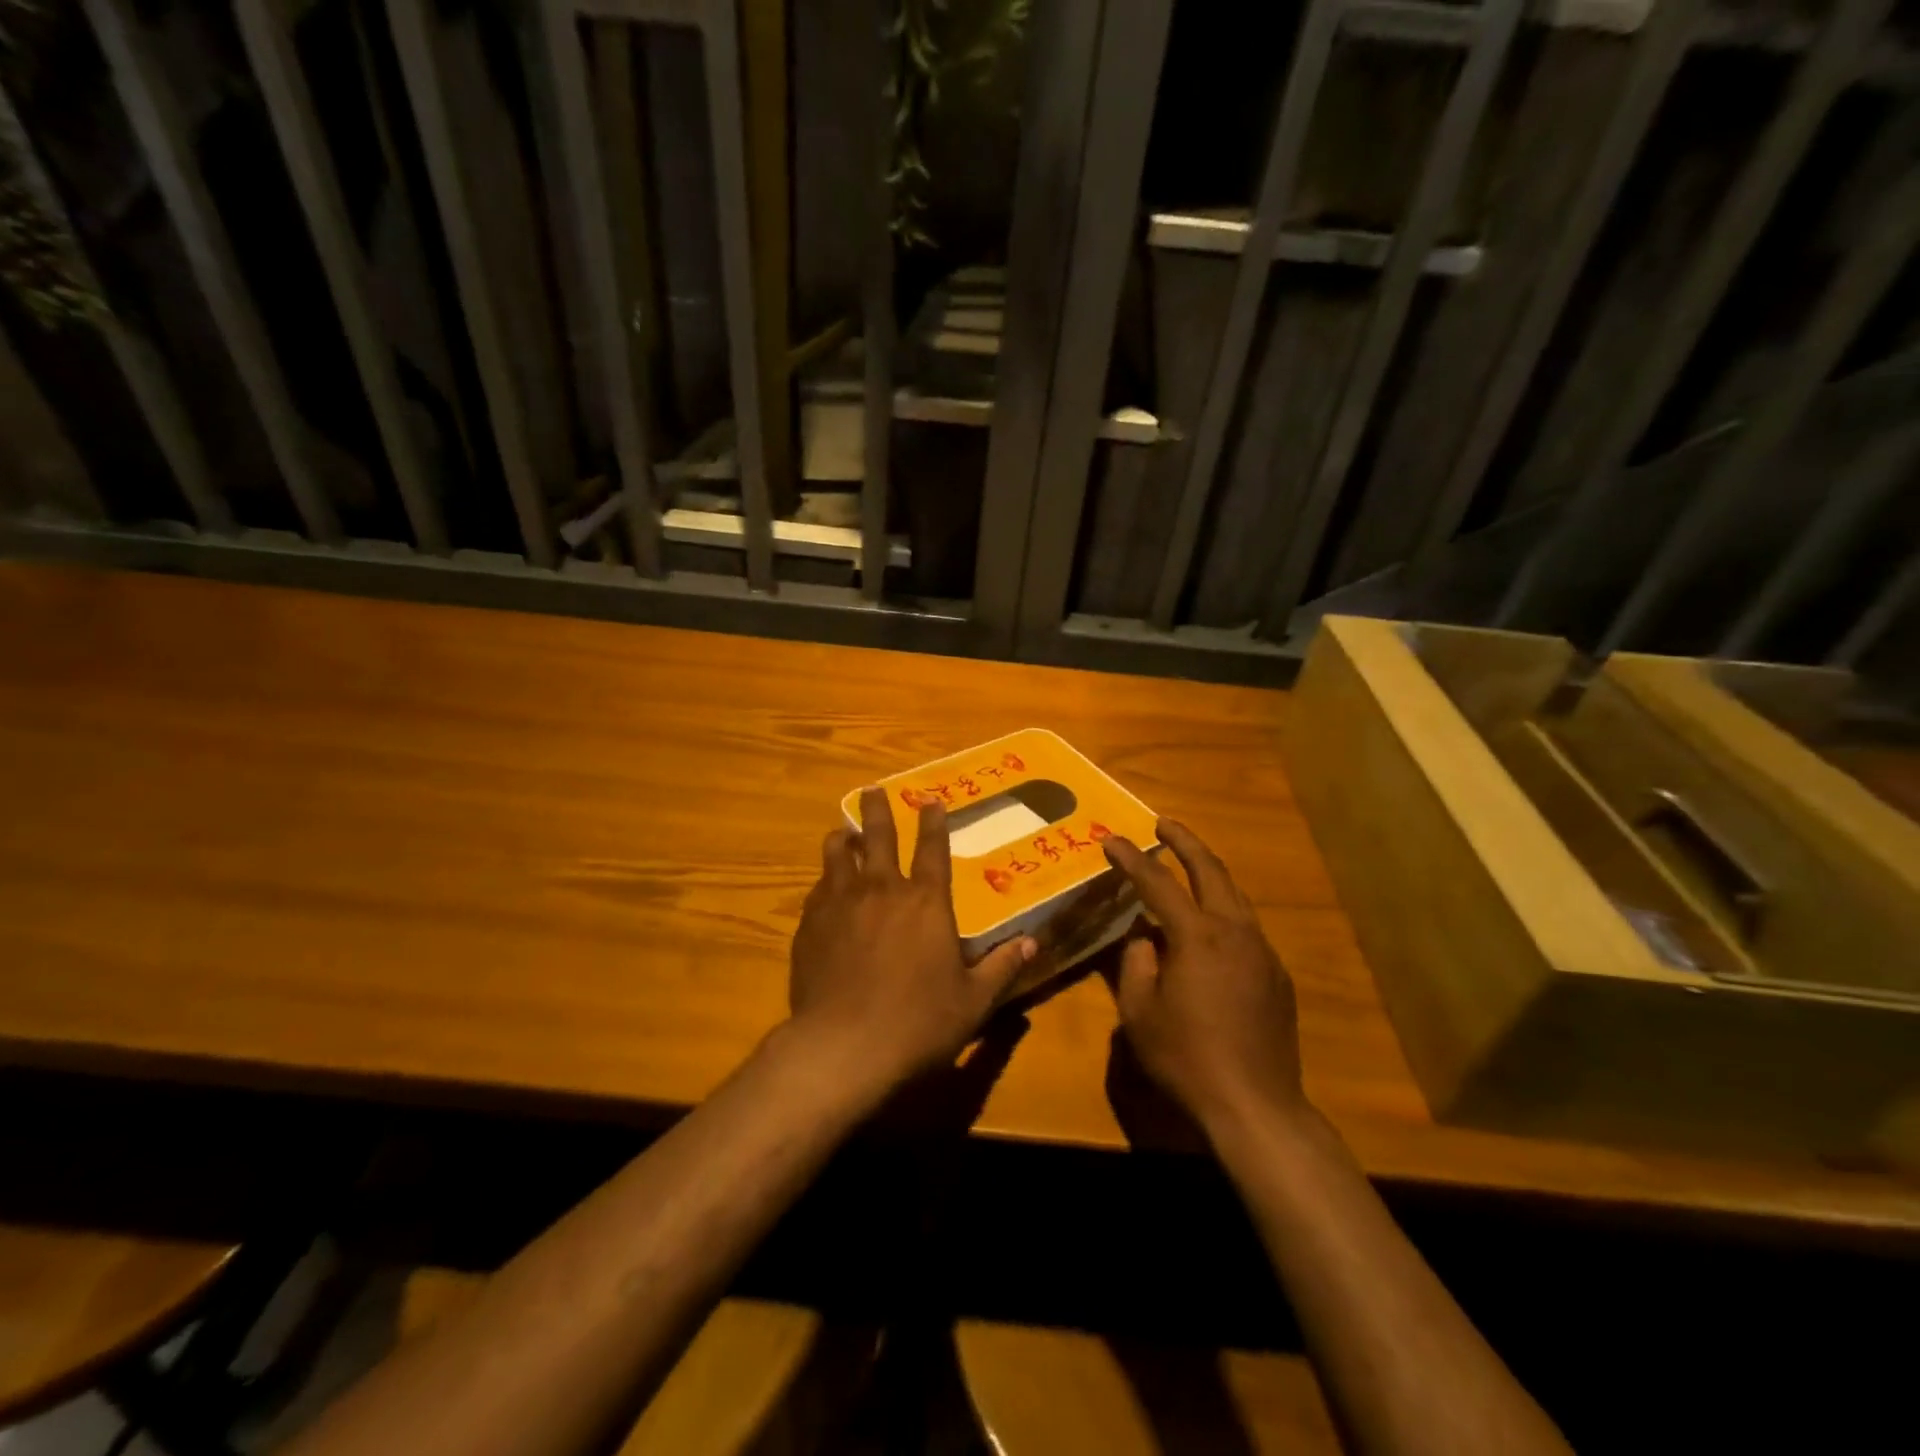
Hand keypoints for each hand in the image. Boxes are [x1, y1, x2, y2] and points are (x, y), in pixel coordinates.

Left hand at [787, 786, 1035, 1091]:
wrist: (843, 1047)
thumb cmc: (919, 1023)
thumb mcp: (973, 1001)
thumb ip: (1002, 968)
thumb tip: (1032, 944)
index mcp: (926, 902)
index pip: (933, 849)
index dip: (934, 822)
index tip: (931, 800)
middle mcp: (883, 890)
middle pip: (879, 836)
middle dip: (877, 809)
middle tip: (872, 790)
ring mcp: (841, 903)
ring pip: (838, 855)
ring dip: (843, 838)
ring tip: (843, 832)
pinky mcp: (810, 924)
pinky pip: (818, 889)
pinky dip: (825, 880)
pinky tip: (824, 886)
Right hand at [1102, 820, 1309, 1138]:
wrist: (1256, 1105)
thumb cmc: (1186, 1058)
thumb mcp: (1140, 1012)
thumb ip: (1136, 963)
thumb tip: (1143, 936)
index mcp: (1197, 937)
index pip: (1158, 883)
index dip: (1131, 859)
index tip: (1111, 840)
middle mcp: (1235, 932)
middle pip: (1211, 871)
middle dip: (1185, 842)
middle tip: (1163, 824)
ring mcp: (1262, 952)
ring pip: (1235, 896)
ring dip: (1208, 873)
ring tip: (1187, 865)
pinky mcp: (1277, 975)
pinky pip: (1246, 928)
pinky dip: (1224, 911)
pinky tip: (1210, 927)